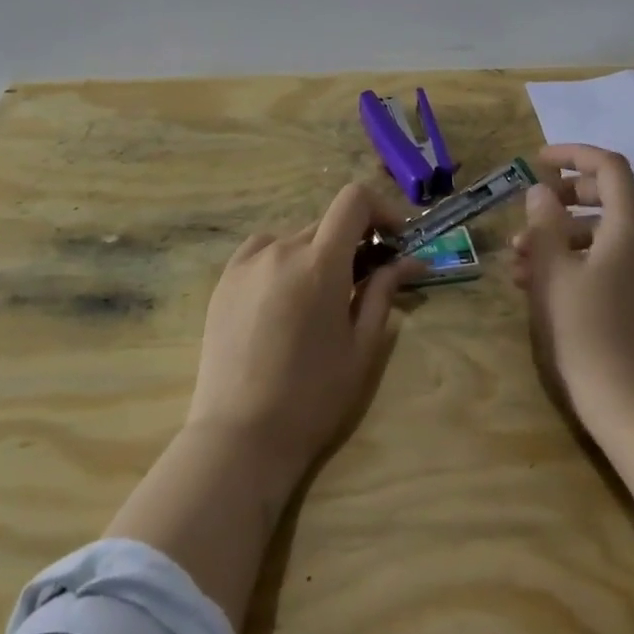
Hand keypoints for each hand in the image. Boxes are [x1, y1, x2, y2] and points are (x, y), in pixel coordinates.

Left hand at [187, 184, 418, 483]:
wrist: (242, 433)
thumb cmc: (313, 395)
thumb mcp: (361, 346)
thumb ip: (383, 293)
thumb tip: (408, 261)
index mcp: (319, 263)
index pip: (354, 201)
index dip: (381, 210)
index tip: (395, 239)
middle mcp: (281, 250)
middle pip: (327, 223)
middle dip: (355, 241)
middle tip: (368, 279)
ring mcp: (247, 263)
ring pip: (295, 239)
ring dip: (318, 254)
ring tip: (322, 297)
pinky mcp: (224, 280)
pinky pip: (262, 252)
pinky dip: (283, 259)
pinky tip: (285, 295)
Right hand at [512, 143, 633, 436]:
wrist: (628, 400)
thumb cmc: (585, 329)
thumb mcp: (553, 271)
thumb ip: (544, 223)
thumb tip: (541, 191)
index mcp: (633, 226)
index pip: (609, 168)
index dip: (573, 155)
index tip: (537, 160)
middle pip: (609, 196)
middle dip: (563, 199)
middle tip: (528, 211)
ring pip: (603, 231)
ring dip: (560, 234)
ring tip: (518, 258)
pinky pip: (610, 257)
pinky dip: (575, 257)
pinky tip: (537, 281)